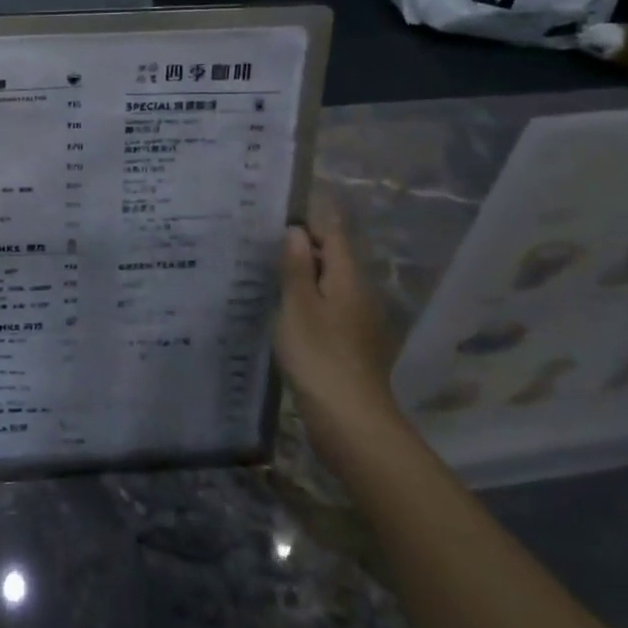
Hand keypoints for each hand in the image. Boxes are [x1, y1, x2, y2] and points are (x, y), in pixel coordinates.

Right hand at [276, 199, 400, 430]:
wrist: (350, 419)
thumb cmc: (319, 355)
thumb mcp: (298, 305)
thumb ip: (296, 266)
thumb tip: (296, 231)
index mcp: (349, 278)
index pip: (333, 234)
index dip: (312, 218)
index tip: (283, 208)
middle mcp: (360, 294)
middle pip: (334, 258)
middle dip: (305, 246)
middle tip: (267, 237)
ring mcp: (359, 321)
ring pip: (331, 284)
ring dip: (306, 274)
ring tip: (271, 269)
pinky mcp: (352, 344)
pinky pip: (329, 307)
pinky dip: (309, 299)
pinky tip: (287, 309)